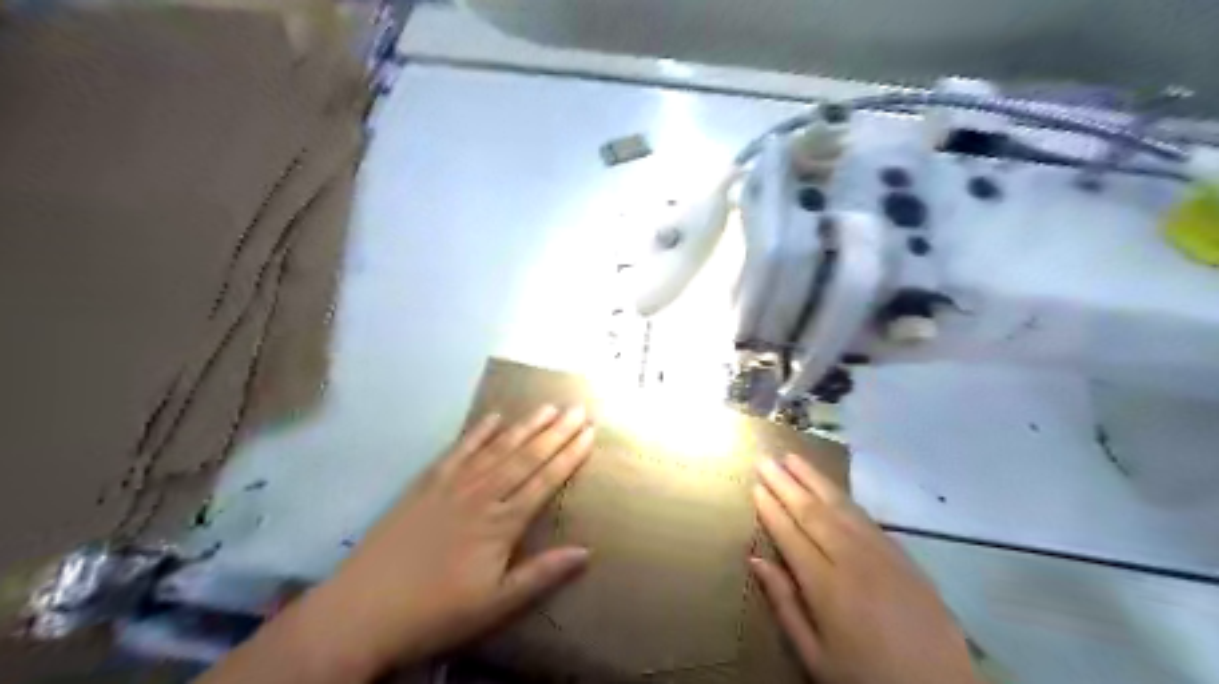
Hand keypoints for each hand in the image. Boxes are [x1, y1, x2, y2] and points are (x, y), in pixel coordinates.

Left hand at [235, 403, 589, 679]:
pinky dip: (478, 432)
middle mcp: (481, 494)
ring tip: (547, 407)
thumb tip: (586, 551)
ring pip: (497, 448)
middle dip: (556, 432)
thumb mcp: (495, 605)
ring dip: (525, 426)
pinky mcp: (426, 483)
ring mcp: (452, 485)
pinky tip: (494, 417)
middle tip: (578, 408)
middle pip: (526, 456)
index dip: (570, 456)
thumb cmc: (435, 612)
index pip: (545, 480)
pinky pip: (459, 450)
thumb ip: (541, 574)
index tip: (590, 433)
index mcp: (501, 523)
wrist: (362, 611)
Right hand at [754, 454, 978, 683]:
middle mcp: (853, 559)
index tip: (755, 485)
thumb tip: (755, 560)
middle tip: (766, 459)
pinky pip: (866, 517)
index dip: (771, 507)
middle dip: (786, 483)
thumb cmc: (867, 677)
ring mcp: (882, 553)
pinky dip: (843, 498)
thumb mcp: (815, 656)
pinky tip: (831, 488)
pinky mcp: (903, 555)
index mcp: (826, 586)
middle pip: (813, 511)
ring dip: (814, 479)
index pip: (790, 533)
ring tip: (793, 458)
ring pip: (841, 506)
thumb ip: (784, 604)